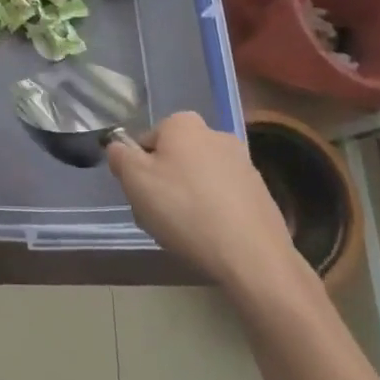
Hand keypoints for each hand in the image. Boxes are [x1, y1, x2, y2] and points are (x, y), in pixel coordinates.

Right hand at [108, 112, 318, 302]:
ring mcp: (243, 163)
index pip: (147, 141)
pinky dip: (213, 213)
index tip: (142, 197)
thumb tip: (119, 147)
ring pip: (198, 179)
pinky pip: (223, 198)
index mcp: (183, 123)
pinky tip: (211, 239)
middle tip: (160, 218)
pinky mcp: (260, 192)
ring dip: (188, 200)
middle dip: (164, 185)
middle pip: (174, 159)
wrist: (252, 256)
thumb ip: (119, 155)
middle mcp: (215, 133)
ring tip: (186, 234)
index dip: (138, 170)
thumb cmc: (185, 210)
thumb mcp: (135, 180)